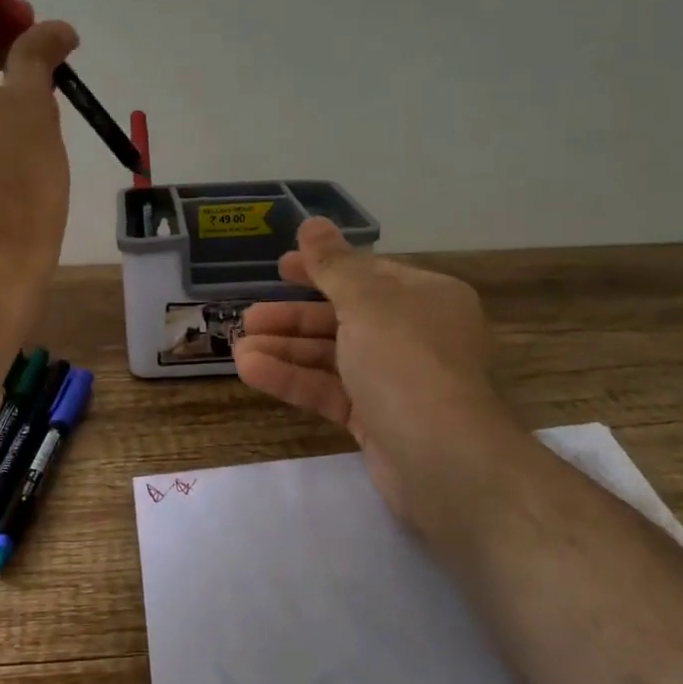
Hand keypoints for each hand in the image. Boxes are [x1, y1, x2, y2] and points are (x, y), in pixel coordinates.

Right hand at [233, 219, 523, 532]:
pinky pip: (330, 390)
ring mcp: (396, 380)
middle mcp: (414, 335)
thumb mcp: (367, 301)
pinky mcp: (377, 420)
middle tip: (249, 316)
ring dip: (286, 349)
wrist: (444, 460)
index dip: (322, 268)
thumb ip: (333, 264)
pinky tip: (251, 371)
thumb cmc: (407, 361)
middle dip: (294, 316)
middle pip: (344, 317)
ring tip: (238, 346)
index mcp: (425, 298)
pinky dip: (293, 379)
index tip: (281, 267)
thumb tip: (313, 223)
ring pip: (332, 356)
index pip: (367, 274)